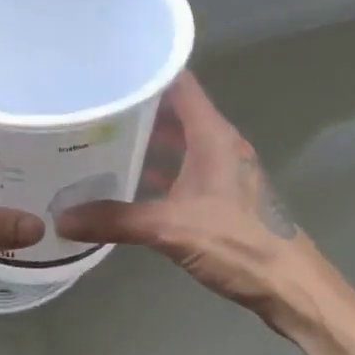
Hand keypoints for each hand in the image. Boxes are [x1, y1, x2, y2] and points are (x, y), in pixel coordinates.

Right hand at [54, 73, 331, 334]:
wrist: (291, 286)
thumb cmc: (237, 243)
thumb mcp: (170, 229)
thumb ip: (116, 220)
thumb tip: (62, 218)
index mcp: (213, 135)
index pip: (180, 83)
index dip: (148, 71)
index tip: (110, 68)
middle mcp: (220, 144)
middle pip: (177, 110)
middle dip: (139, 106)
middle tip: (96, 104)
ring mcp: (225, 169)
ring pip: (182, 141)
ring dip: (150, 139)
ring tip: (106, 137)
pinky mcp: (225, 195)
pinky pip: (186, 168)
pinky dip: (162, 169)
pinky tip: (133, 181)